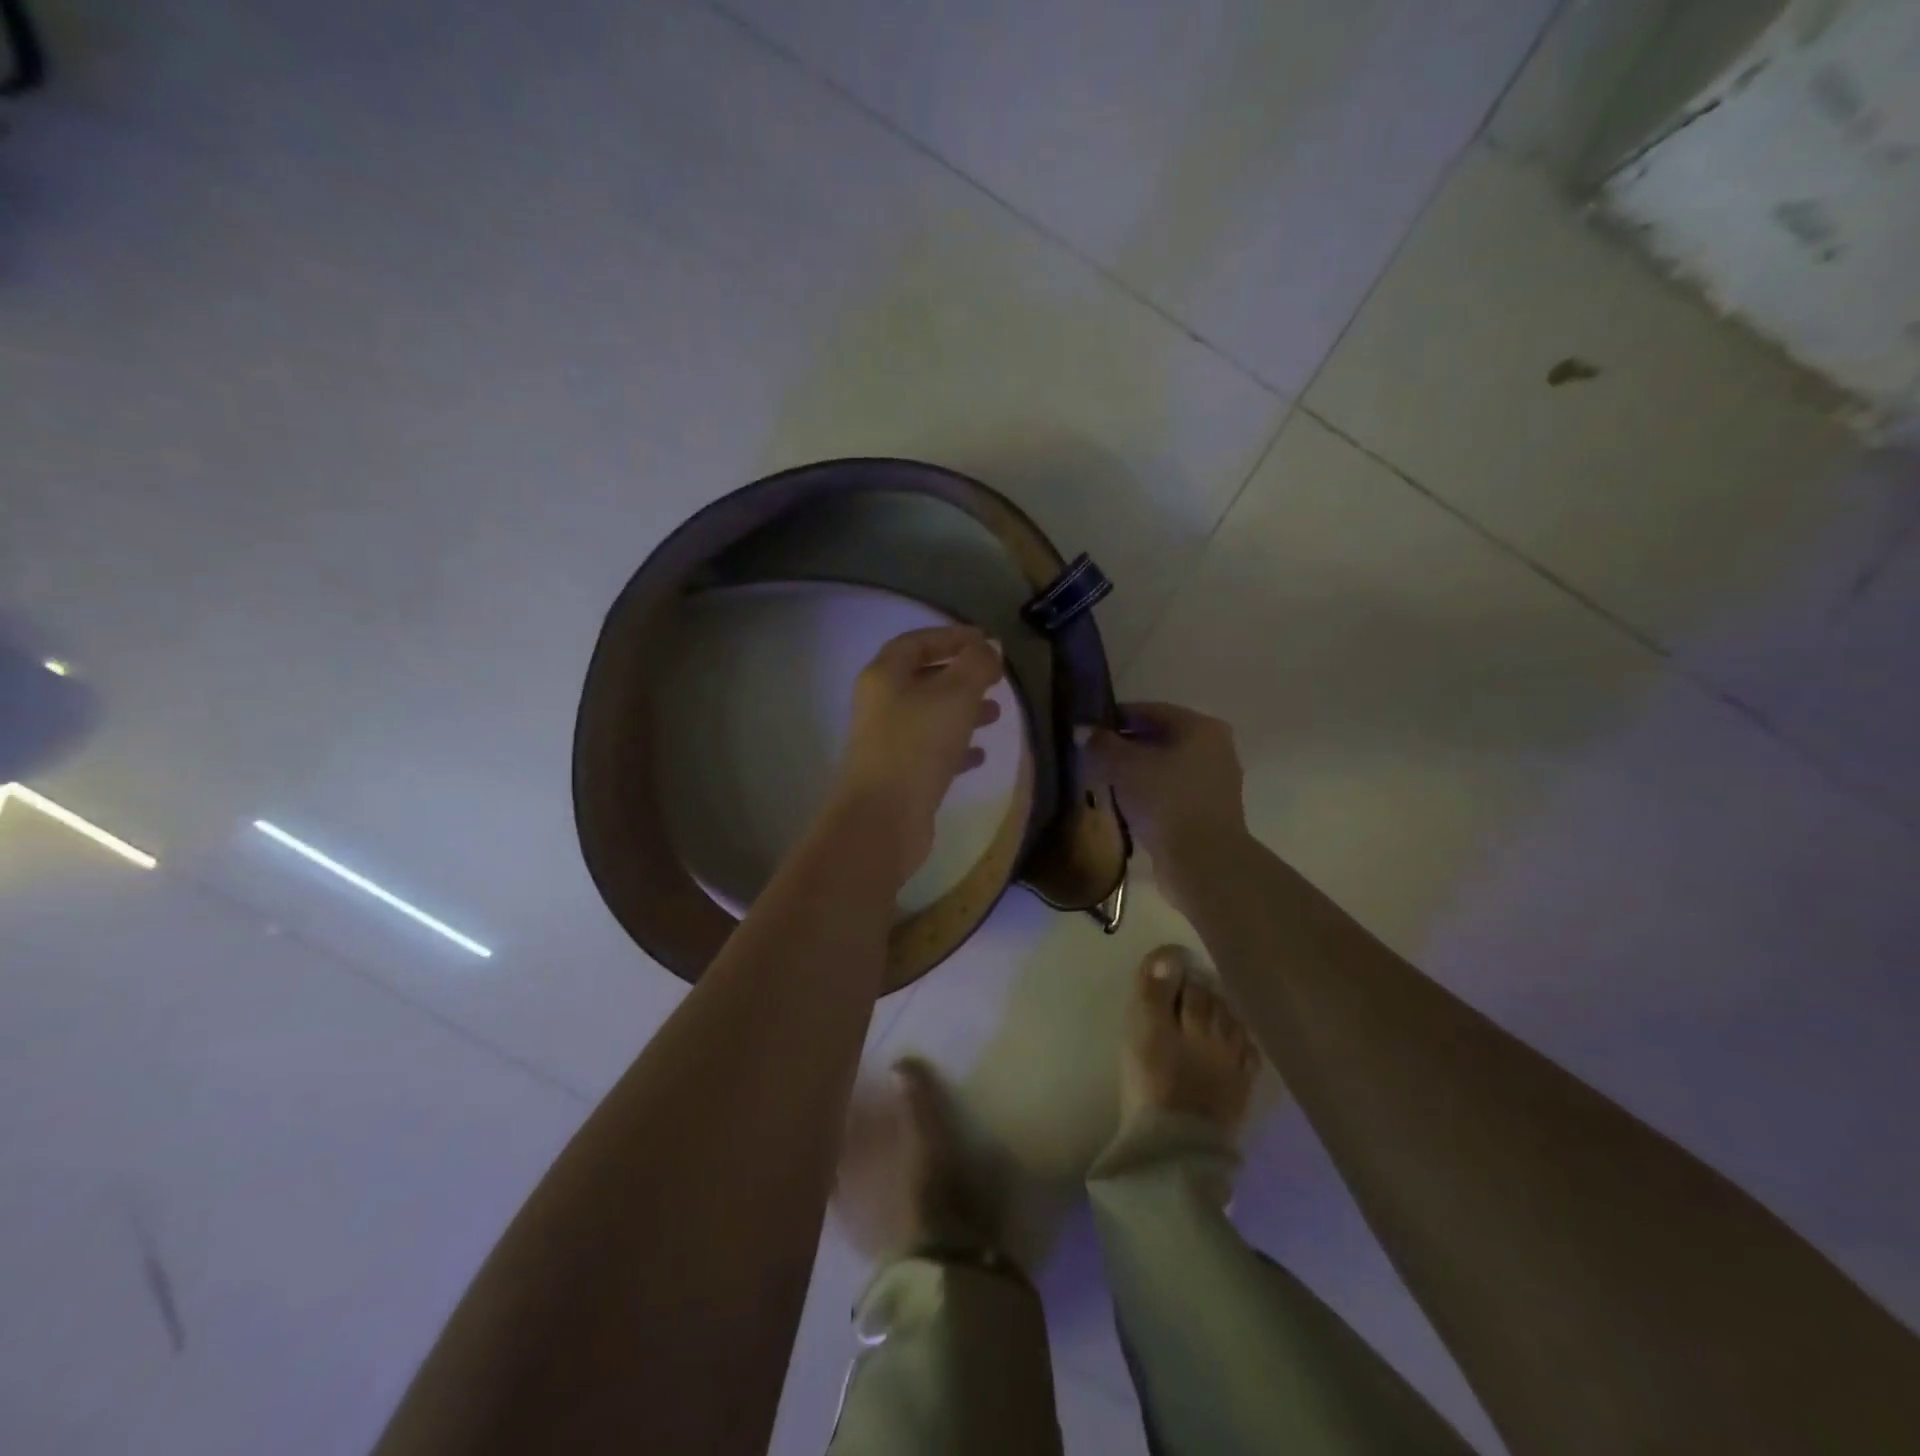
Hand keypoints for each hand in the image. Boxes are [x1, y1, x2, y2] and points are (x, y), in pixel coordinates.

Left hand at [830, 625, 1003, 889]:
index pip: (917, 642)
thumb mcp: (955, 694)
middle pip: (923, 679)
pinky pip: (931, 751)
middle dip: (961, 676)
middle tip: (995, 680)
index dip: (951, 637)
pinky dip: (956, 748)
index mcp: (884, 676)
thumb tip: (988, 648)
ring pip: (930, 716)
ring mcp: (887, 742)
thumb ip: (976, 665)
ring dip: (963, 712)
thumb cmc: (918, 744)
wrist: (884, 818)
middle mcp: (880, 705)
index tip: (987, 641)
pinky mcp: (899, 775)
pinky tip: (981, 755)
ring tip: (996, 714)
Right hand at [1081, 702, 1246, 878]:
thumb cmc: (1164, 801)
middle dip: (1124, 747)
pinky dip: (1148, 794)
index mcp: (1199, 727)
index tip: (1087, 731)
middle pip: (1158, 738)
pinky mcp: (1208, 811)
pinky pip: (1170, 792)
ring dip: (1135, 773)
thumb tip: (1083, 731)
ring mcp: (1214, 781)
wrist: (1202, 861)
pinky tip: (1124, 806)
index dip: (1114, 718)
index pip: (1148, 711)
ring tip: (1103, 783)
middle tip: (1091, 758)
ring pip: (1164, 767)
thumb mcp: (1123, 766)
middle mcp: (1214, 748)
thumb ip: (1100, 744)